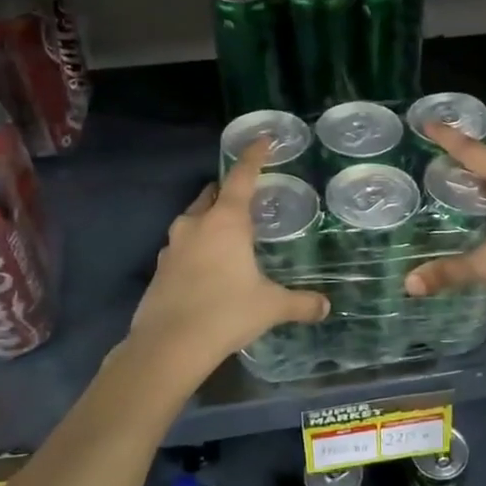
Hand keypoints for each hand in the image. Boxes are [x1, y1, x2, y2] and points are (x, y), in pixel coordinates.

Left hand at [129, 138, 328, 378]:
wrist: (168, 346)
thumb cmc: (226, 313)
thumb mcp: (270, 306)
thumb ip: (300, 303)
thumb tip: (325, 307)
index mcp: (226, 221)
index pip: (241, 176)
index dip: (254, 156)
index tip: (263, 139)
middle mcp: (196, 224)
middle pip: (212, 194)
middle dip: (228, 190)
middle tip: (247, 197)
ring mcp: (172, 246)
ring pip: (193, 219)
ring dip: (210, 219)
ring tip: (229, 234)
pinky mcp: (160, 269)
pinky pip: (182, 246)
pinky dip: (197, 247)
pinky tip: (208, 268)